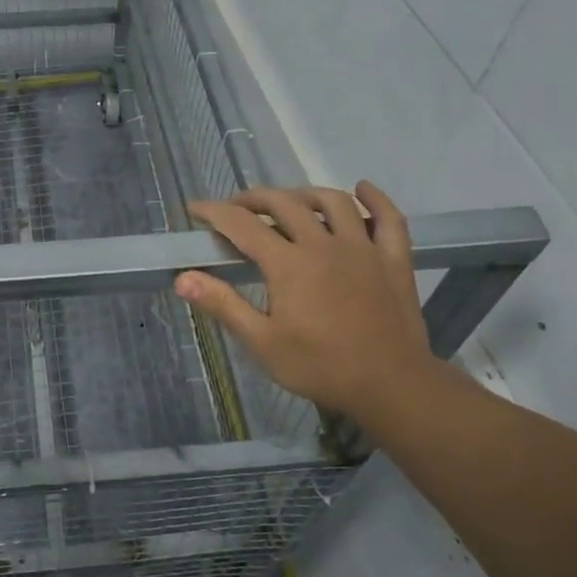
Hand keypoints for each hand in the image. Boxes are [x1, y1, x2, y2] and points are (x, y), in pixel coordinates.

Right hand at [175, 183, 431, 420]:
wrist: (392, 386)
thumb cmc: (321, 367)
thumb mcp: (262, 343)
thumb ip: (223, 305)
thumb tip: (183, 279)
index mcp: (288, 263)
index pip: (242, 225)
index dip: (214, 212)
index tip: (196, 209)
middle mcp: (324, 244)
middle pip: (285, 203)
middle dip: (254, 198)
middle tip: (237, 207)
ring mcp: (363, 248)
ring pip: (333, 202)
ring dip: (305, 193)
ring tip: (289, 201)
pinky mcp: (394, 260)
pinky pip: (389, 218)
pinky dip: (375, 199)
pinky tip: (362, 189)